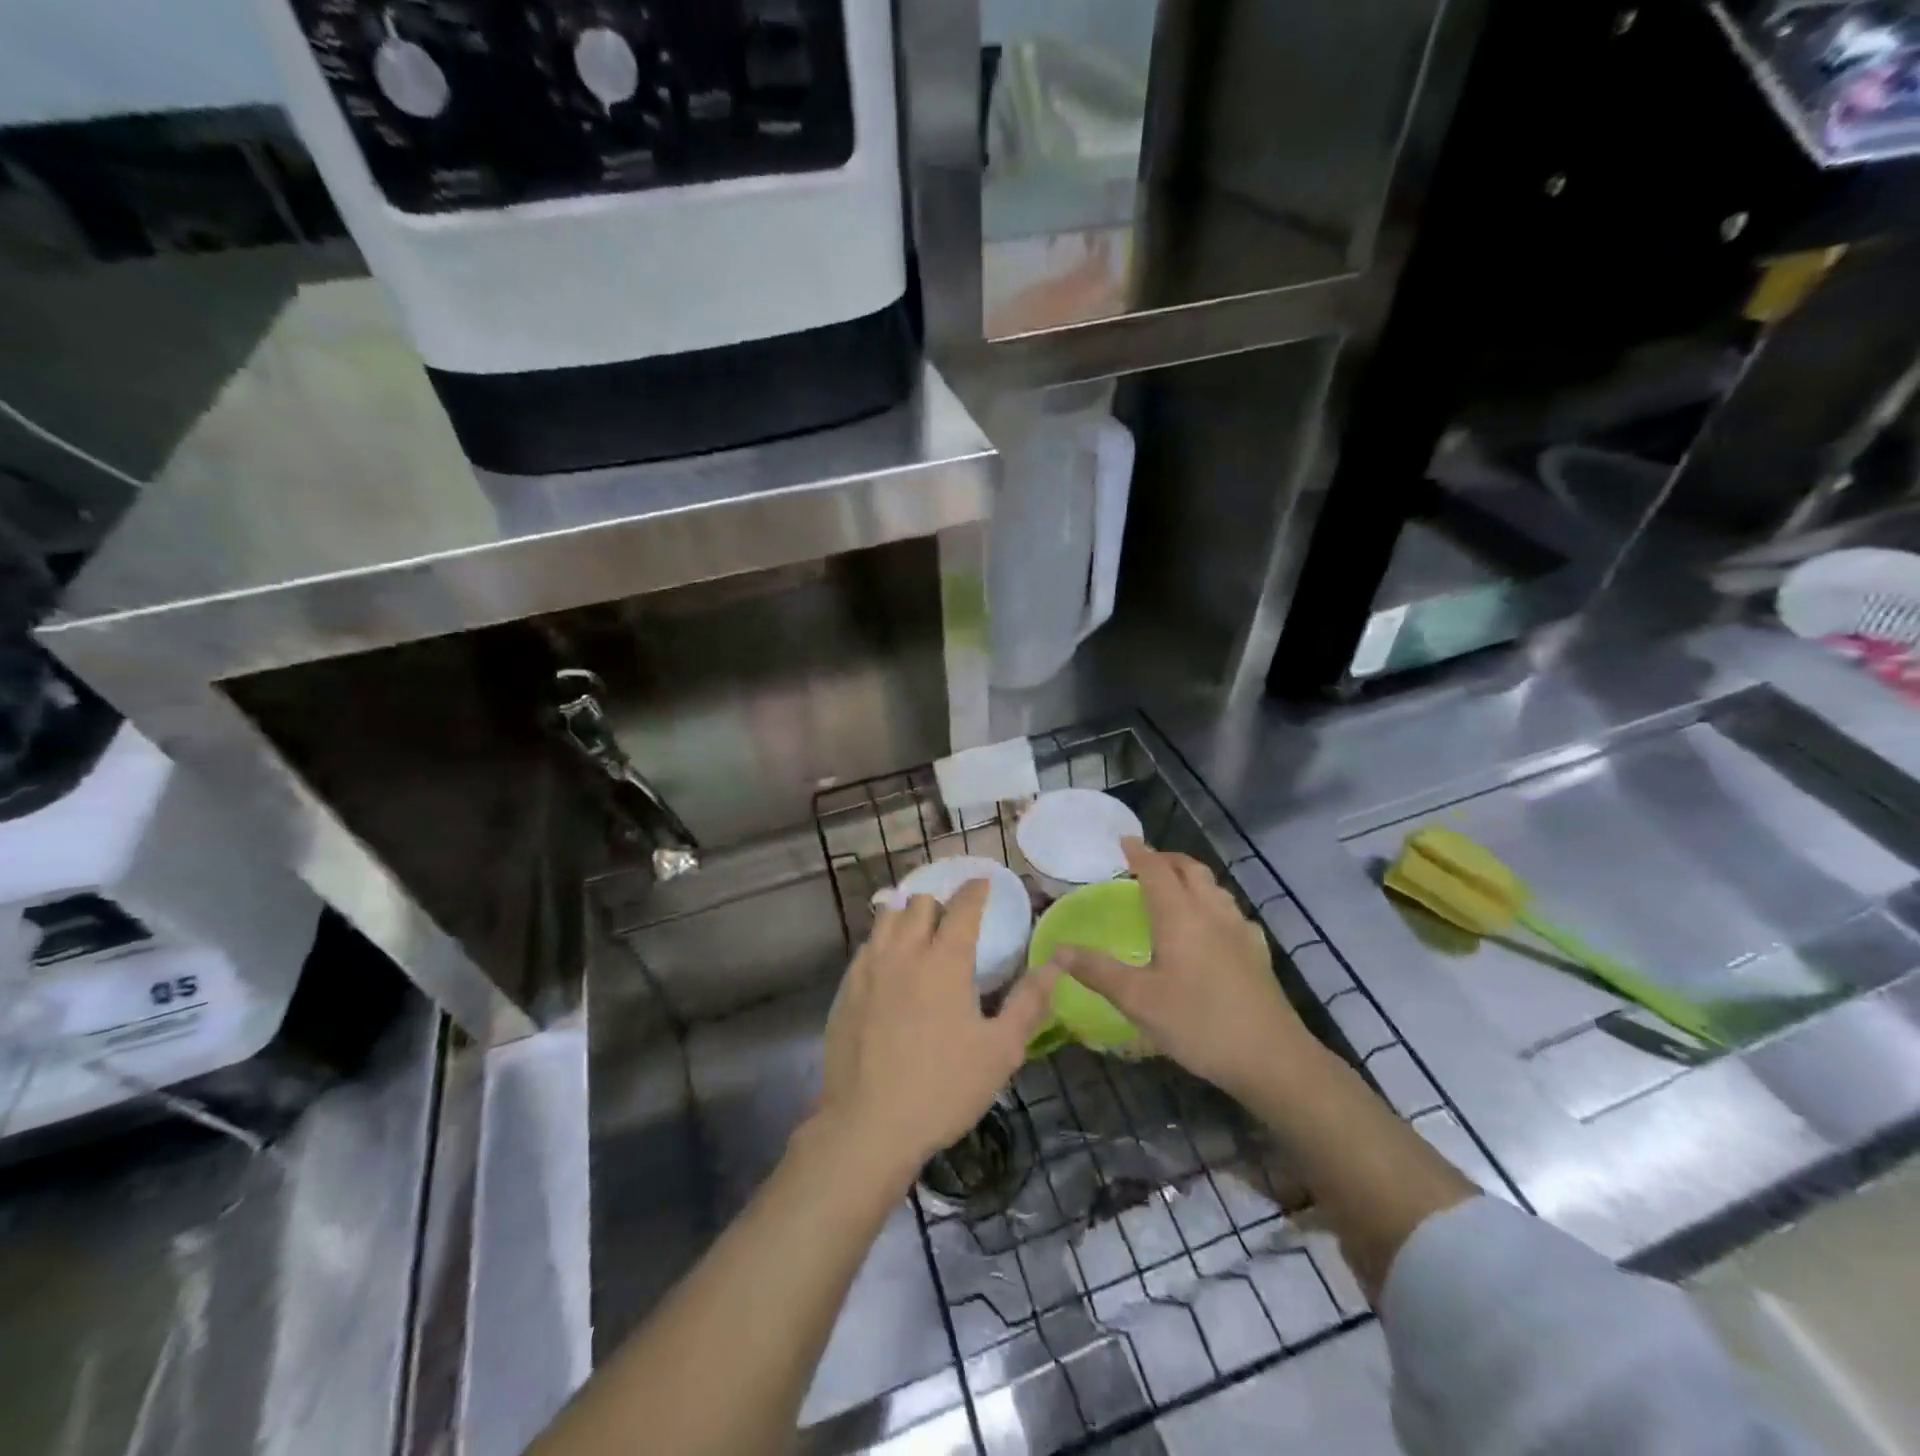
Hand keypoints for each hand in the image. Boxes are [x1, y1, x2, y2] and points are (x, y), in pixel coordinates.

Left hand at [814, 880, 1056, 1185]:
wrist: (868, 1126)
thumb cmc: (943, 1088)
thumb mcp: (1000, 1050)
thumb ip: (1029, 1002)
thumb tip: (1057, 964)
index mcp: (944, 961)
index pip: (962, 907)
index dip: (975, 890)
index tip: (983, 883)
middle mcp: (904, 953)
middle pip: (919, 903)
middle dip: (940, 902)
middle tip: (953, 920)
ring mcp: (868, 969)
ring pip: (886, 918)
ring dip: (907, 915)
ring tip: (919, 932)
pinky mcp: (845, 990)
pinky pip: (865, 947)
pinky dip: (882, 943)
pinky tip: (889, 965)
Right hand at [1049, 839, 1311, 1098]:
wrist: (1272, 1058)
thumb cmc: (1199, 1023)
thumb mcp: (1139, 1001)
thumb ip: (1098, 972)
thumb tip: (1058, 951)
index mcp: (1180, 916)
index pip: (1157, 870)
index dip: (1140, 853)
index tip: (1124, 841)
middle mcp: (1212, 912)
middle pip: (1191, 870)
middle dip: (1167, 859)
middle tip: (1146, 862)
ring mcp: (1240, 931)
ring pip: (1215, 888)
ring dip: (1192, 878)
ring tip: (1175, 889)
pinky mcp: (1257, 952)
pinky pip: (1231, 912)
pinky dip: (1213, 904)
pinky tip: (1211, 927)